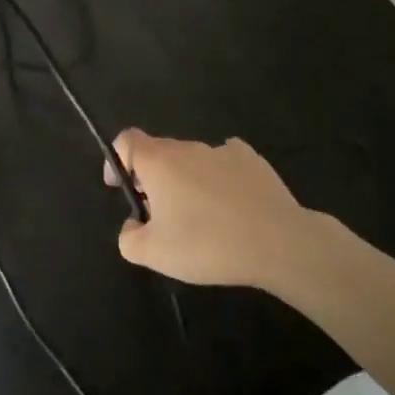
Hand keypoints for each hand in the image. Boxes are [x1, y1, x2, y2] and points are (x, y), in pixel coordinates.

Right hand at [106, 129, 311, 287]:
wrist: (277, 242)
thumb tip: (132, 225)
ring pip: (192, 160)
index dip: (117, 160)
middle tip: (160, 215)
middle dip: (153, 179)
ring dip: (186, 181)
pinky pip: (225, 163)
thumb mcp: (155, 254)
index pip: (127, 140)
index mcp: (159, 162)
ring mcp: (222, 150)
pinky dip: (219, 179)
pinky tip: (231, 205)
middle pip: (159, 153)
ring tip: (200, 218)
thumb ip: (129, 239)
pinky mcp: (251, 159)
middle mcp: (187, 147)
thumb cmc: (207, 244)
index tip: (120, 188)